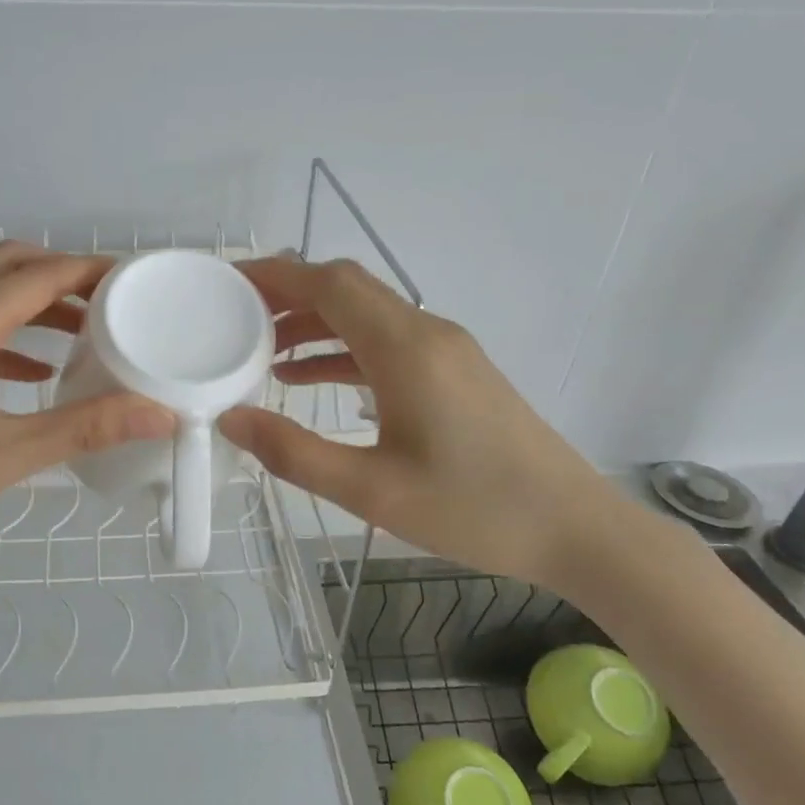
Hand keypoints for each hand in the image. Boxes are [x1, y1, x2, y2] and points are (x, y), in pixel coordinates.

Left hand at [0, 242, 173, 590]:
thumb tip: (161, 414)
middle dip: (63, 276)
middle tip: (111, 304)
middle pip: (10, 266)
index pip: (41, 274)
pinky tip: (29, 372)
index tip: (136, 281)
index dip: (92, 271)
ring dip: (33, 303)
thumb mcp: (5, 455)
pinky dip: (4, 332)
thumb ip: (86, 428)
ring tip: (82, 334)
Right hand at [217, 257, 620, 592]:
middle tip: (235, 316)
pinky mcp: (455, 372)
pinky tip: (310, 380)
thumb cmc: (474, 509)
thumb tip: (231, 419)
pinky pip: (386, 343)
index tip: (228, 281)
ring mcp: (445, 350)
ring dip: (314, 323)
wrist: (575, 528)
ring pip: (366, 315)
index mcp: (405, 348)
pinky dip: (342, 350)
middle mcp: (426, 333)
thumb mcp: (371, 491)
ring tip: (261, 350)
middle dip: (288, 295)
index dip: (276, 275)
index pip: (329, 285)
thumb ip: (294, 452)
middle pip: (347, 289)